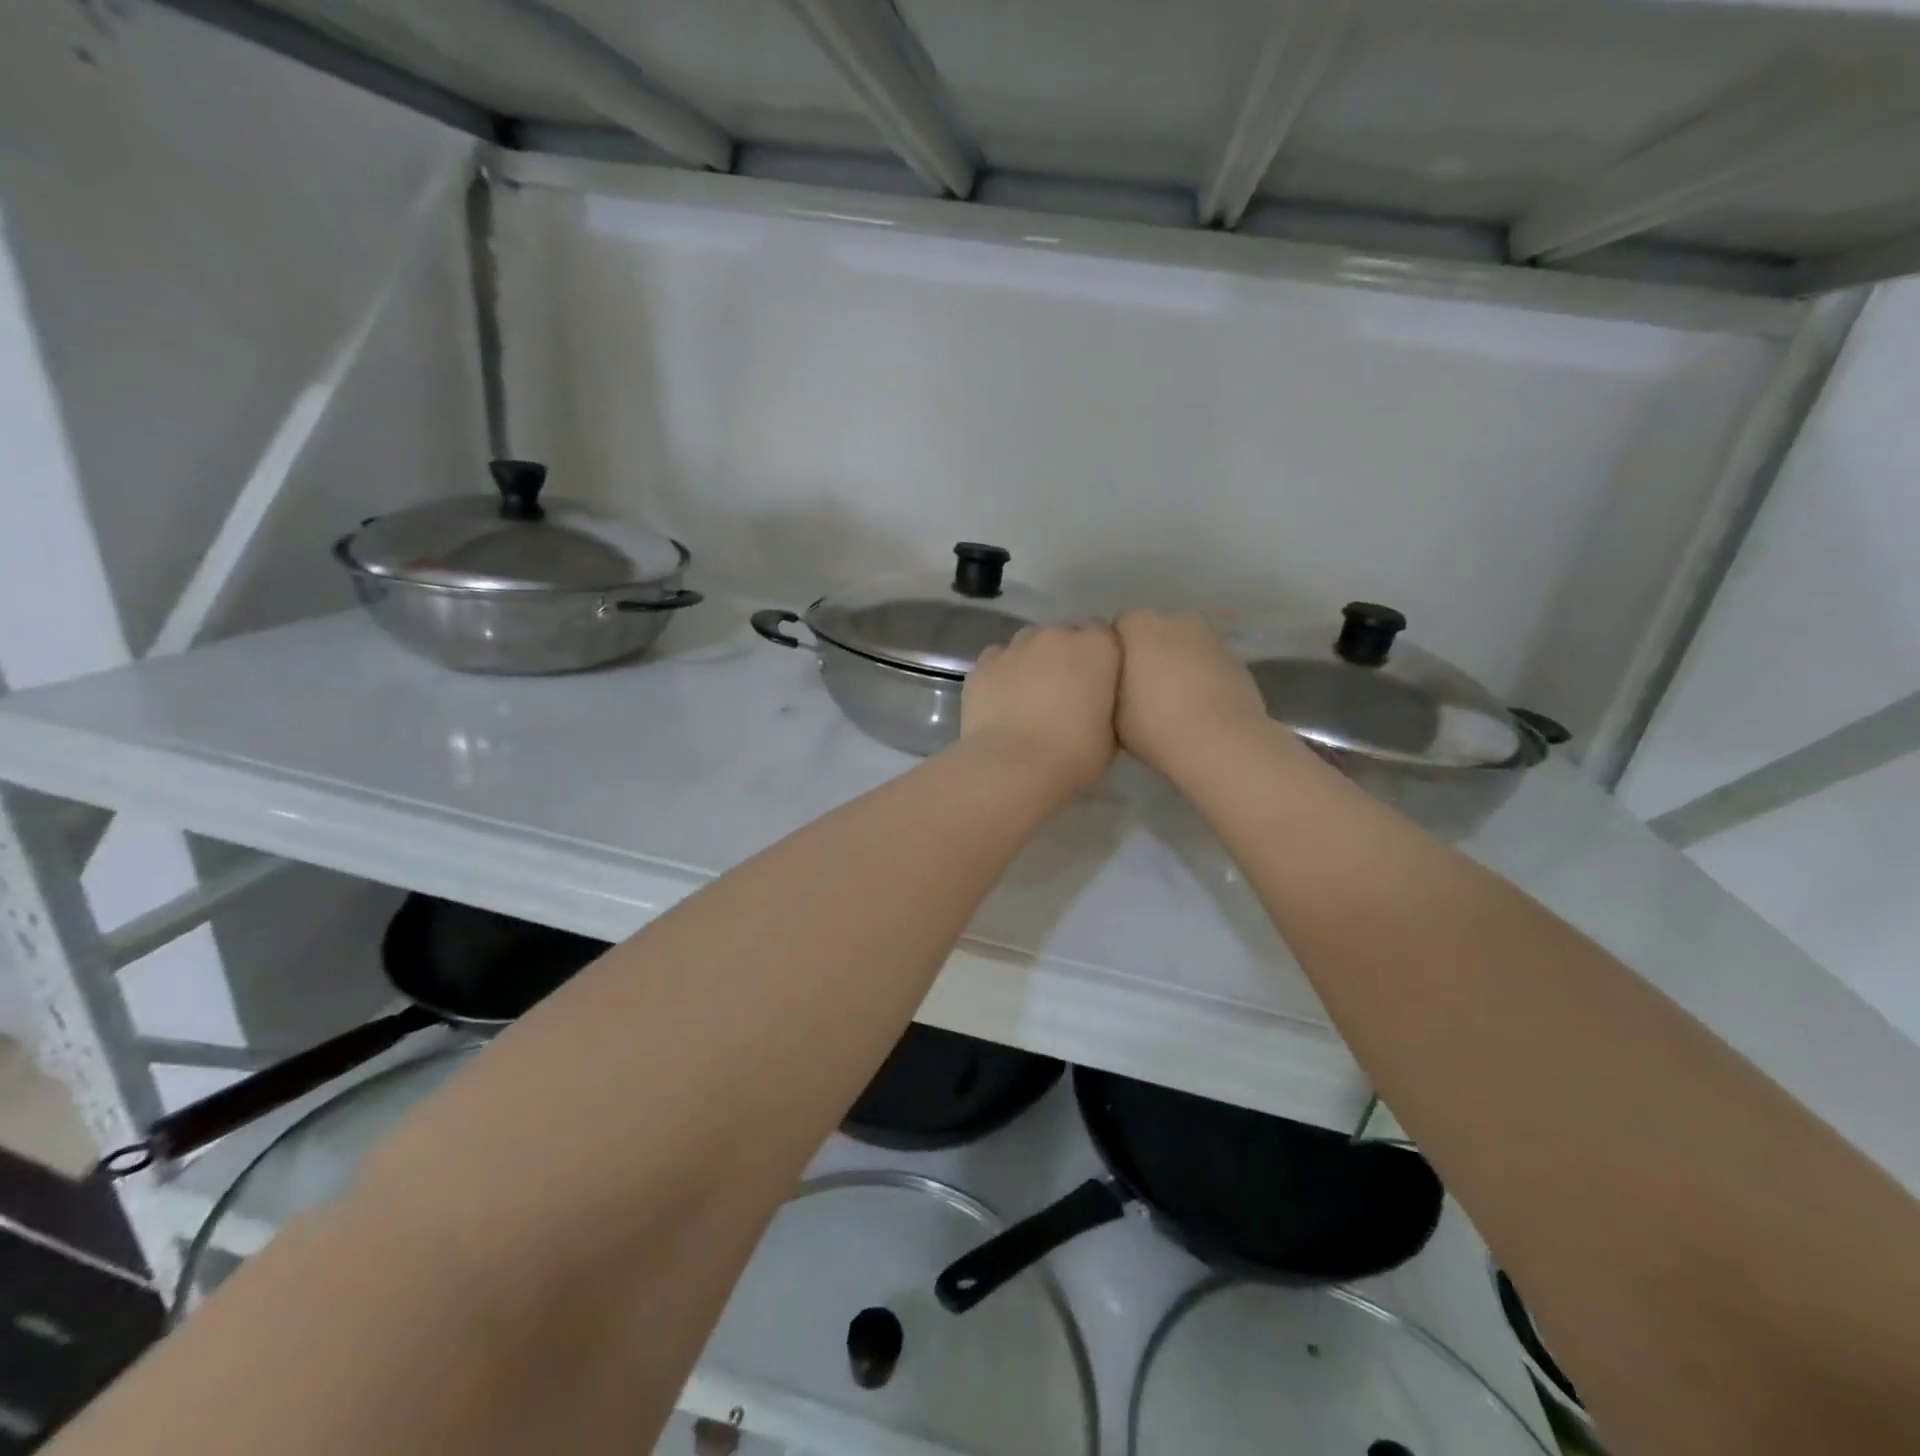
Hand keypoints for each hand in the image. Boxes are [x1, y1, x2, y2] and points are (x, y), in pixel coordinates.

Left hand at [962, 623, 1120, 791]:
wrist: (1014, 766)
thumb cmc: (1074, 753)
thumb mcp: (1111, 733)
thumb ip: (1105, 704)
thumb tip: (1094, 703)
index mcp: (1096, 647)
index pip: (1102, 634)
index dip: (1098, 657)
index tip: (1096, 682)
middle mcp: (1055, 635)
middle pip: (1062, 636)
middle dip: (1063, 657)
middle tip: (1062, 694)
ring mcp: (1015, 647)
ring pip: (1027, 644)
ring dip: (1031, 662)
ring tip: (1028, 697)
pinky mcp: (982, 664)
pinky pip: (997, 661)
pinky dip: (1001, 674)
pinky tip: (1001, 702)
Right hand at [1113, 611, 1275, 778]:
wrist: (1221, 744)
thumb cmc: (1155, 725)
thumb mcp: (1112, 710)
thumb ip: (1110, 683)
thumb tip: (1118, 680)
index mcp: (1140, 625)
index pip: (1119, 627)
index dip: (1116, 654)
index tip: (1114, 681)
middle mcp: (1177, 620)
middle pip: (1154, 631)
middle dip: (1147, 653)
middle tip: (1141, 691)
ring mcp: (1211, 638)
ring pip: (1184, 646)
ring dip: (1177, 664)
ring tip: (1172, 702)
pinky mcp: (1237, 660)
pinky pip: (1208, 664)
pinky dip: (1202, 677)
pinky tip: (1199, 709)